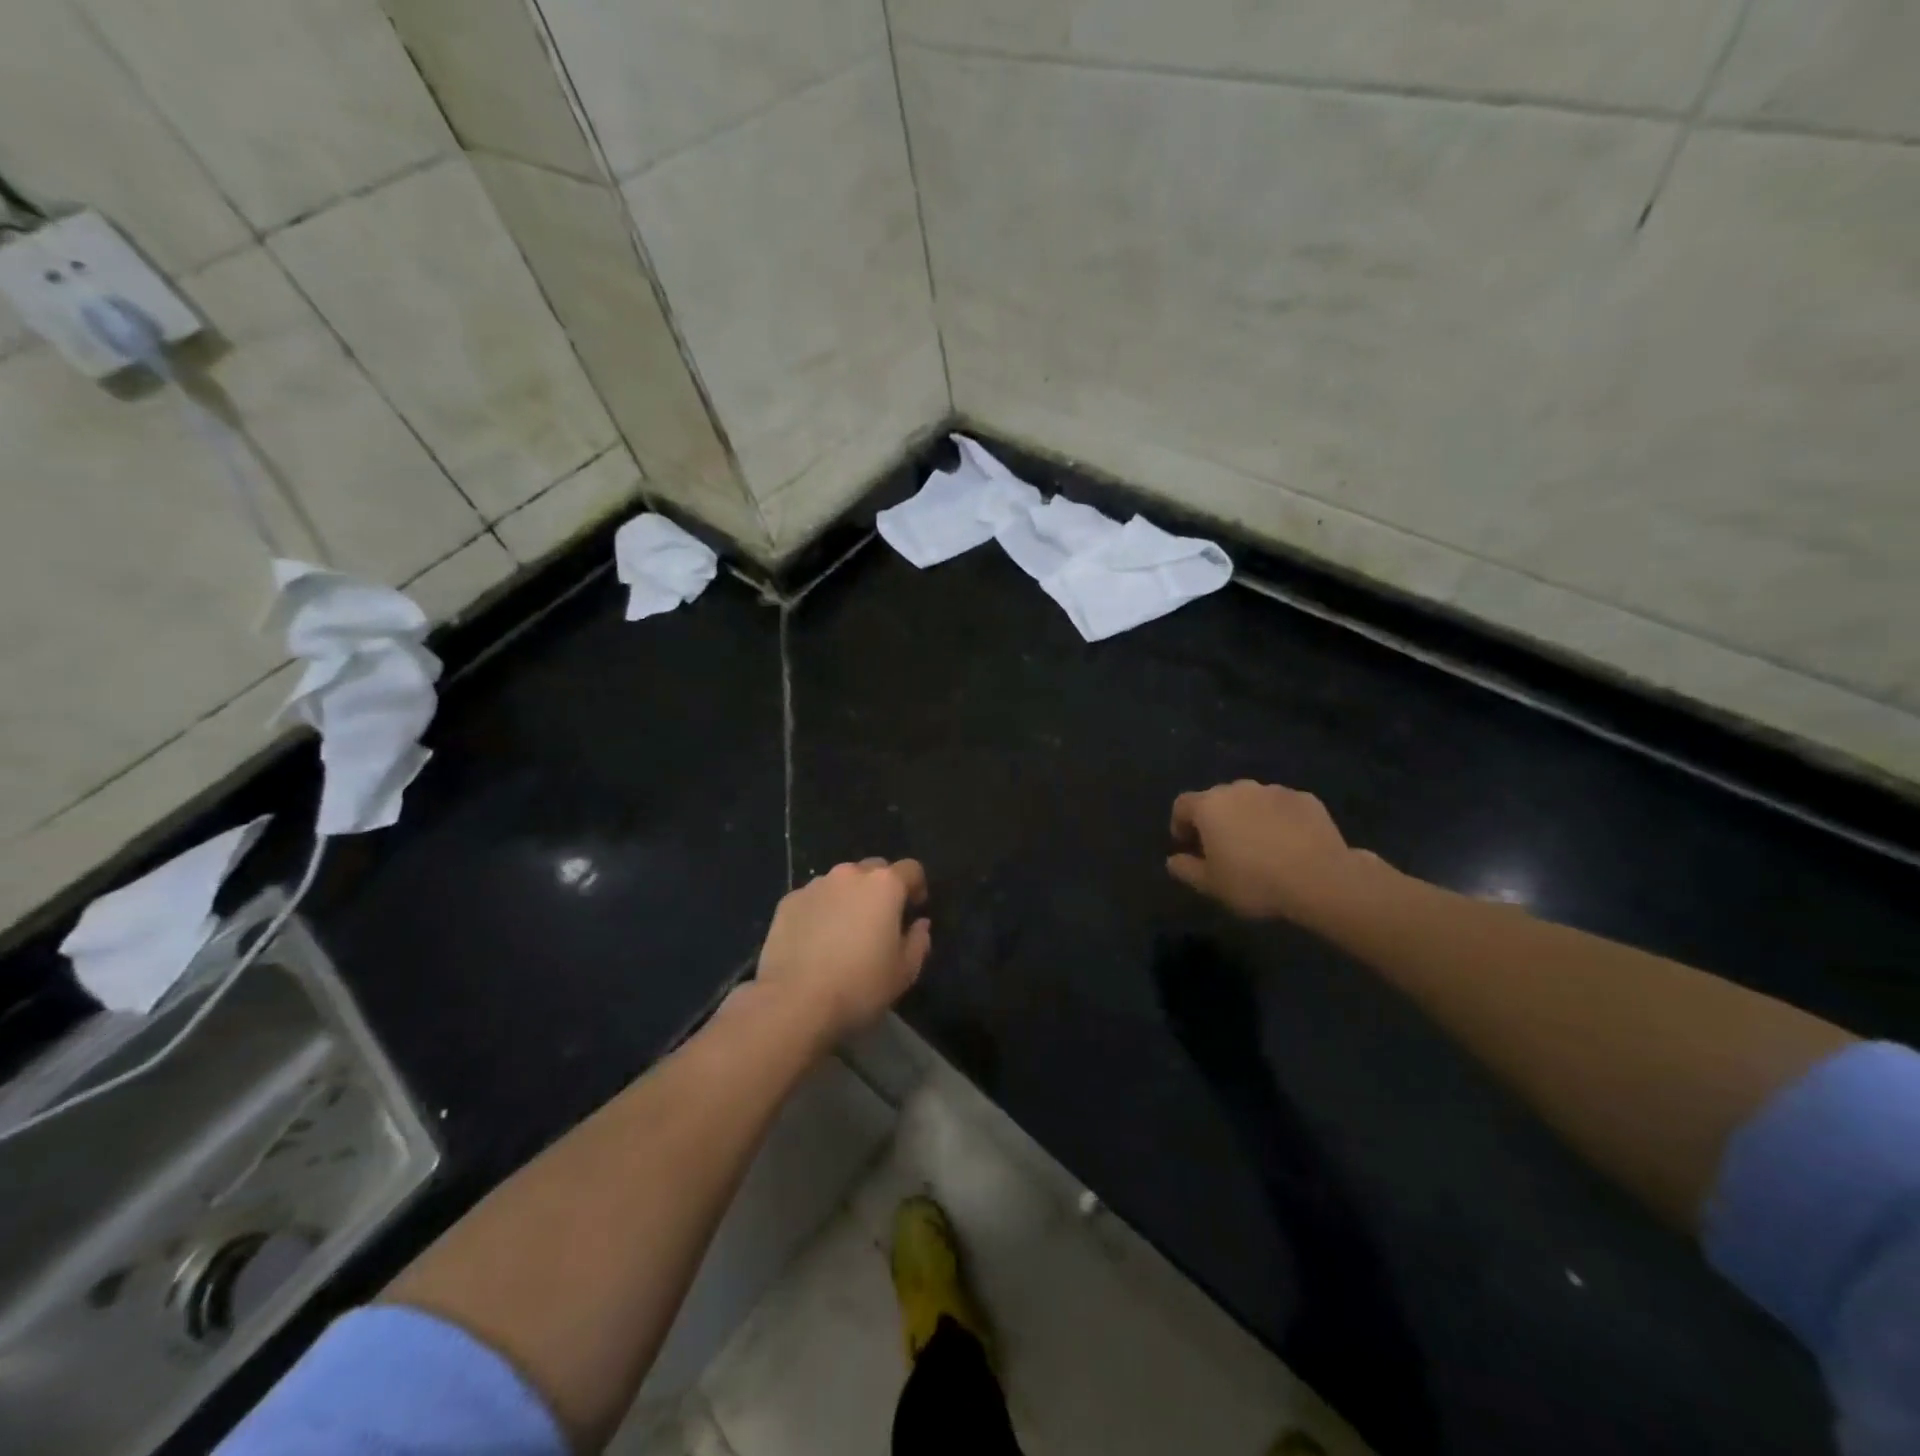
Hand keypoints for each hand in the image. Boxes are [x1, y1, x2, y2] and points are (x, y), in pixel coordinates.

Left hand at [755, 858, 931, 1042]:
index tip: (915, 908)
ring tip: (844, 930)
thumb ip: (918, 942)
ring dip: (849, 897)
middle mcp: (850, 875)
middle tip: (880, 920)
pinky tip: (816, 940)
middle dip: (881, 888)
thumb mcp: (903, 973)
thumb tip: (920, 925)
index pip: (911, 869)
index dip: (917, 886)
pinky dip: (821, 910)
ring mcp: (816, 886)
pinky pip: (814, 898)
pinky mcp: (788, 901)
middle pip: (874, 870)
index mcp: (884, 886)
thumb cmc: (859, 986)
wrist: (794, 1001)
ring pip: (841, 882)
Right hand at [1167, 781, 1381, 923]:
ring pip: (1251, 801)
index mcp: (1210, 806)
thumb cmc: (1255, 881)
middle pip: (1217, 799)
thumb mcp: (1211, 885)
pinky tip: (1289, 845)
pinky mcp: (1305, 799)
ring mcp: (1275, 791)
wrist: (1321, 879)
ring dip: (1248, 817)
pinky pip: (1282, 807)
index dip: (1180, 824)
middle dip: (1215, 820)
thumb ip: (1186, 869)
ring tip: (1259, 847)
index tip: (1187, 846)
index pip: (1182, 805)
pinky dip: (1279, 820)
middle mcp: (1239, 789)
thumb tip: (1173, 860)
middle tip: (1222, 848)